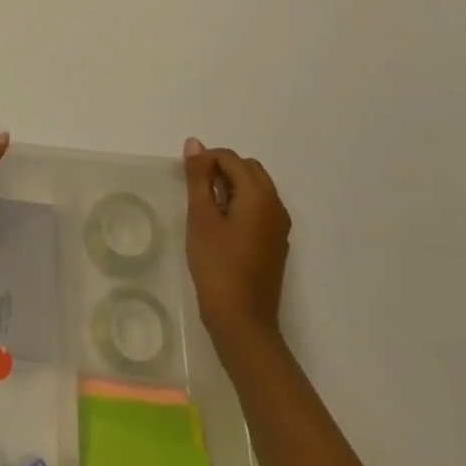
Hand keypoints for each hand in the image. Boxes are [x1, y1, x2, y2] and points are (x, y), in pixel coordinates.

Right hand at [183, 139, 290, 364]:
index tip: (186, 180)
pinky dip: (240, 205)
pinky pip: (259, 208)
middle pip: (248, 169)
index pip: (231, 158)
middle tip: (195, 190)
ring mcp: (279, 227)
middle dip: (221, 169)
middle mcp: (276, 206)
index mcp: (259, 196)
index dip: (206, 160)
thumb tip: (195, 143)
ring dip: (231, 187)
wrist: (242, 321)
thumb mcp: (200, 216)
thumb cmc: (217, 265)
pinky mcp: (275, 243)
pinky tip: (220, 226)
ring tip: (205, 208)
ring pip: (255, 188)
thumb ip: (198, 177)